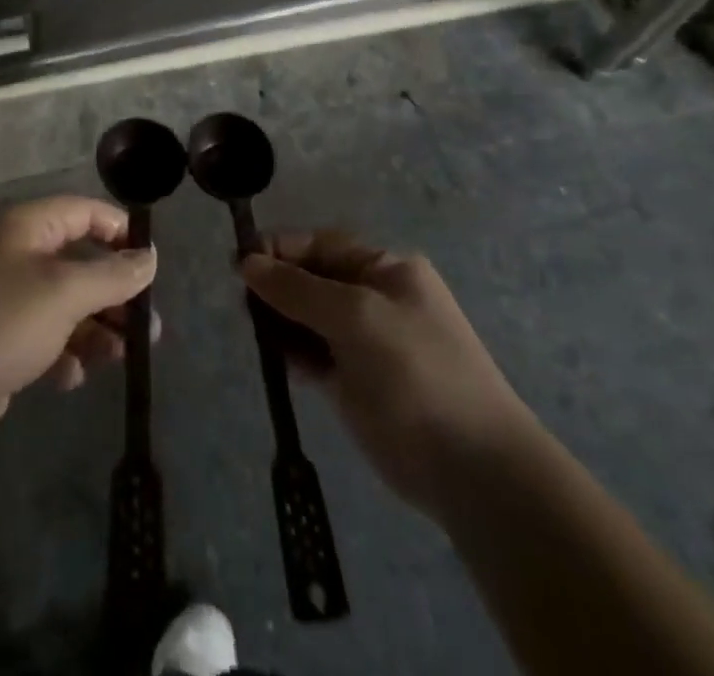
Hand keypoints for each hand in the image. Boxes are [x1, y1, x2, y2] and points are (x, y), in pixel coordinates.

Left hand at [0, 197, 157, 450]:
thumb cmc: (3, 322)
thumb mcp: (66, 293)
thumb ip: (113, 275)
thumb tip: (150, 257)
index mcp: (25, 226)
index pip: (83, 211)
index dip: (120, 231)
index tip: (152, 263)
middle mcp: (15, 252)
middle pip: (79, 262)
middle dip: (114, 294)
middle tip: (148, 328)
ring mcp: (5, 295)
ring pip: (66, 304)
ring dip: (95, 329)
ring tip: (119, 358)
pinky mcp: (0, 337)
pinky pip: (46, 335)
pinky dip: (64, 352)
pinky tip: (68, 377)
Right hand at [241, 231, 542, 521]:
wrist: (474, 470)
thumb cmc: (416, 373)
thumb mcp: (355, 316)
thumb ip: (297, 288)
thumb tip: (247, 262)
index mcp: (386, 269)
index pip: (321, 244)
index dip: (280, 250)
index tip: (239, 264)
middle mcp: (376, 298)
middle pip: (312, 279)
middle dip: (277, 287)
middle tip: (245, 306)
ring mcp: (367, 343)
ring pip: (309, 318)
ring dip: (280, 321)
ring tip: (257, 334)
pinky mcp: (357, 383)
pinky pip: (314, 354)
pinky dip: (293, 354)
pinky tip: (278, 362)